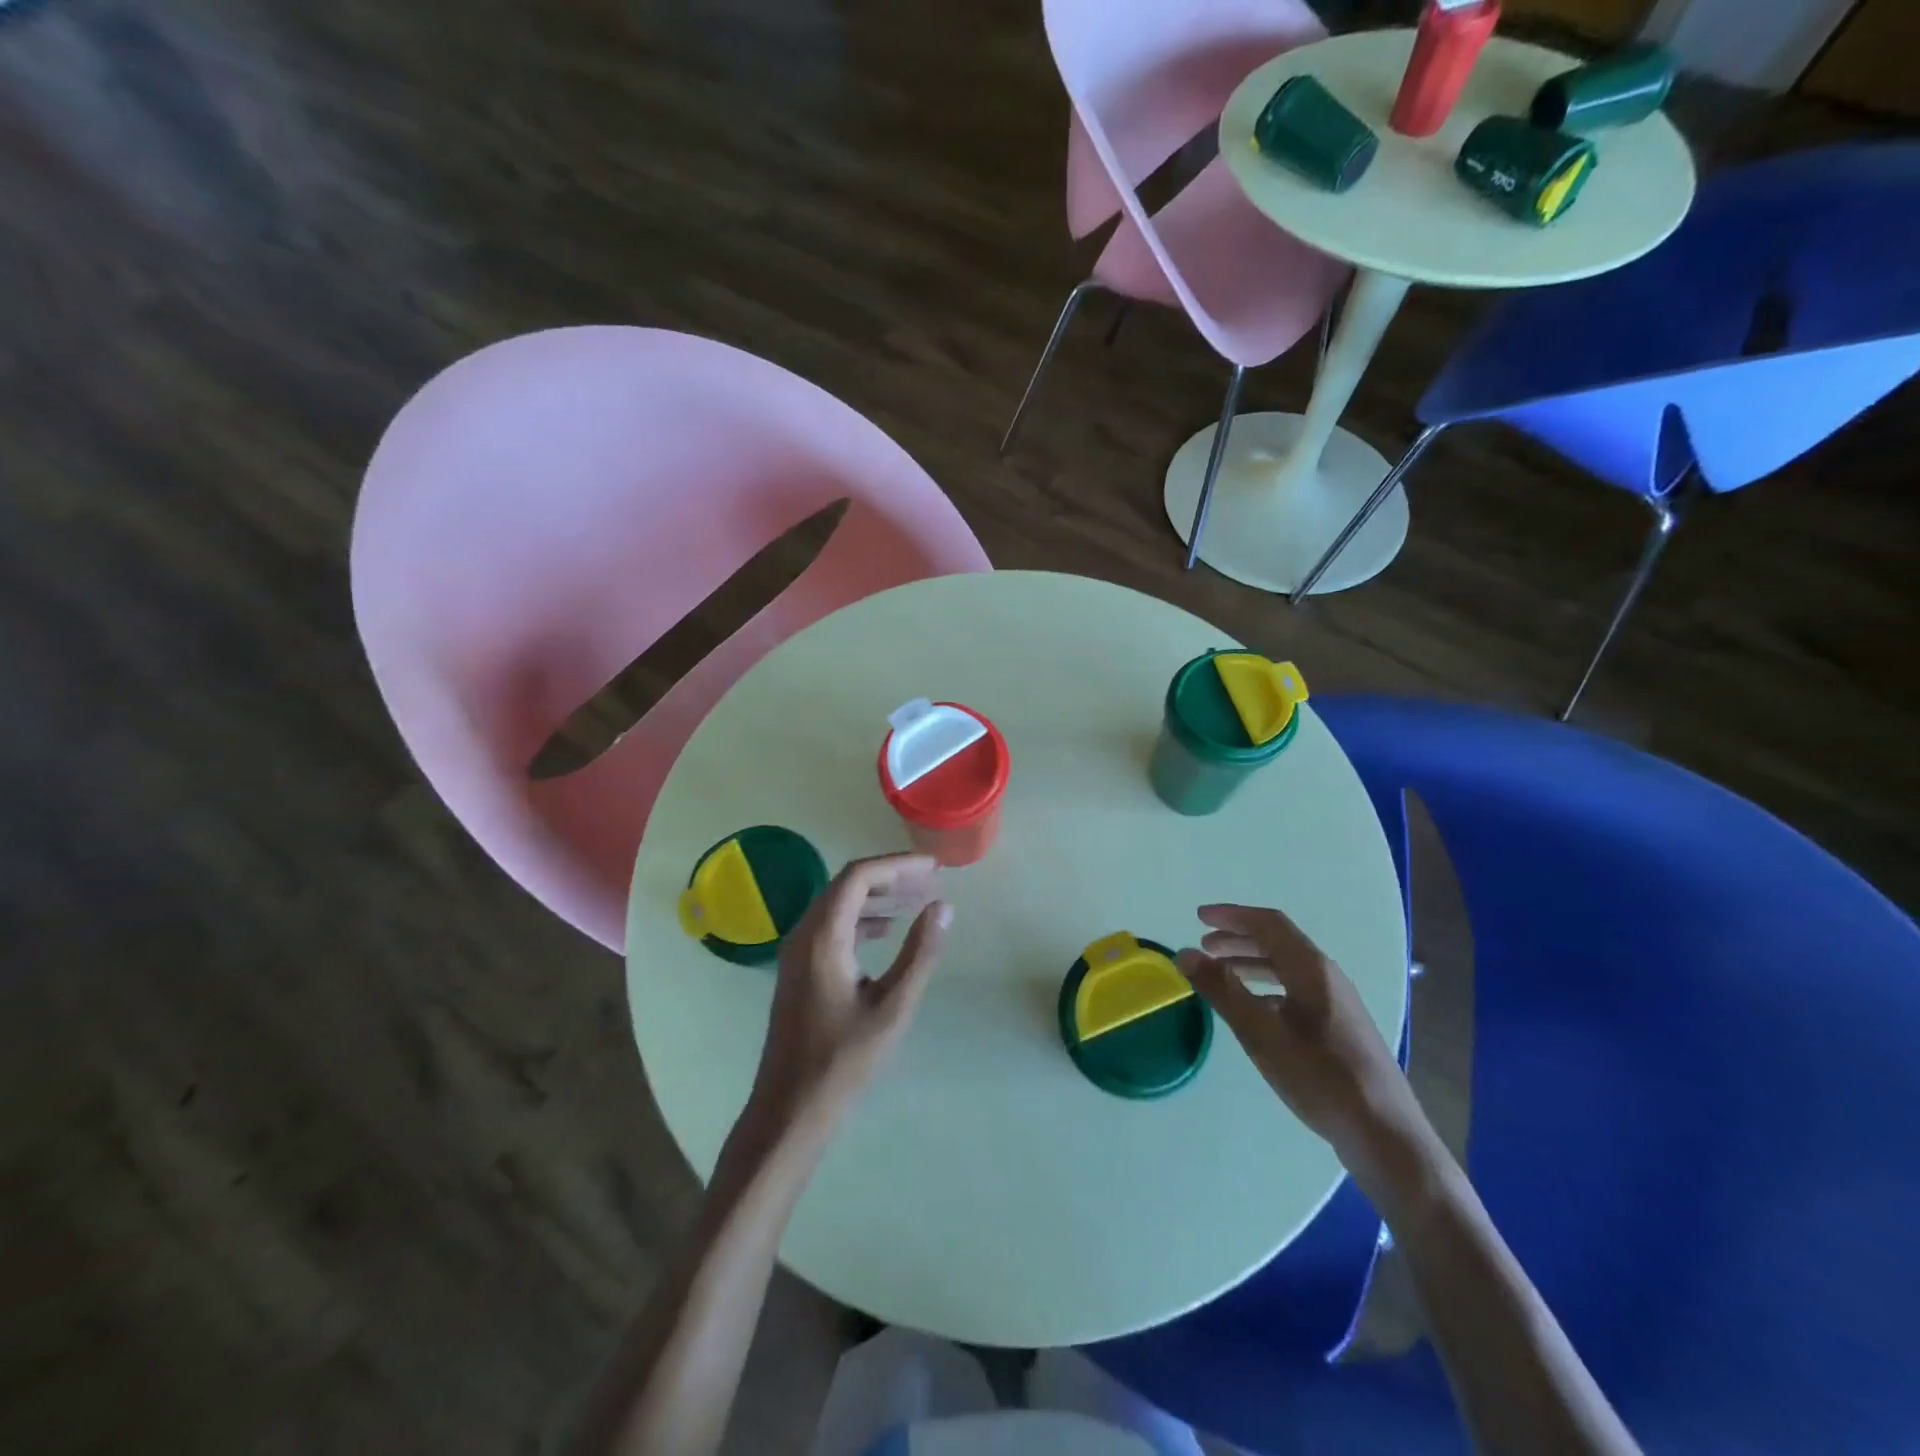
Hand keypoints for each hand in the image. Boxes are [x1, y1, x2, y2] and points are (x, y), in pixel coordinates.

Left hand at [748, 854, 952, 1134]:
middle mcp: (803, 935)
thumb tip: (942, 907)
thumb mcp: (893, 1007)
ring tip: (917, 900)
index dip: (897, 865)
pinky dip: (862, 919)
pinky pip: (831, 927)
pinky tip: (887, 931)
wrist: (790, 1110)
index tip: (933, 868)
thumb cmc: (843, 1060)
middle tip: (930, 881)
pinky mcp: (799, 970)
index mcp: (822, 937)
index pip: (858, 876)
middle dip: (890, 878)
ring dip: (877, 897)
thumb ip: (920, 953)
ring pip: (838, 905)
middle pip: (846, 885)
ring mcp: (797, 953)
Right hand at [1179, 903, 1428, 1176]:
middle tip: (1204, 946)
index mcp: (1311, 968)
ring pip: (1287, 968)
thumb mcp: (1260, 1033)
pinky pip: (1296, 990)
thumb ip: (1221, 989)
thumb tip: (1185, 952)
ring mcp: (1337, 1002)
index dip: (1231, 915)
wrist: (1384, 1134)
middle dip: (1238, 938)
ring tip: (1221, 974)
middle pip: (1278, 942)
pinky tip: (1253, 1010)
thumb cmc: (1319, 1076)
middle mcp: (1327, 976)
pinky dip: (1267, 987)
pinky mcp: (1340, 1027)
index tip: (1198, 917)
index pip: (1267, 923)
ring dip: (1251, 963)